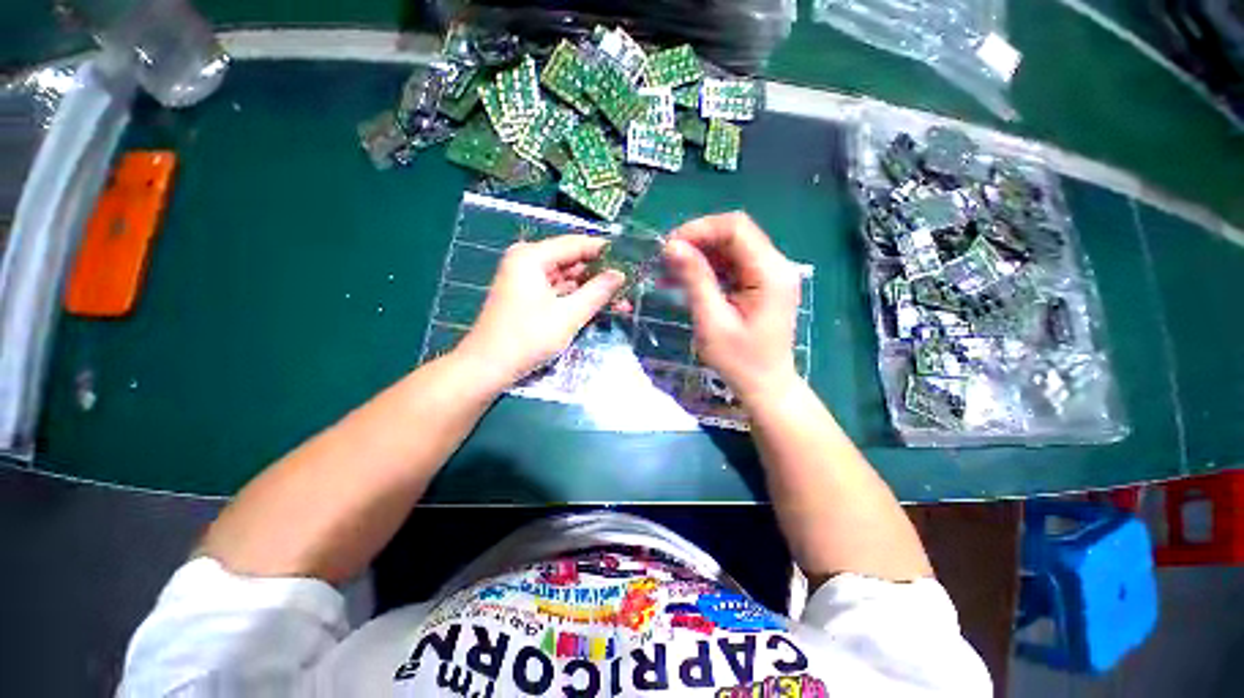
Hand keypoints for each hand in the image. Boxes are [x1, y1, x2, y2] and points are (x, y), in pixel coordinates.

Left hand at [454, 235, 624, 388]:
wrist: (488, 367)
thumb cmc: (528, 337)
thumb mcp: (569, 314)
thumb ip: (597, 291)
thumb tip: (620, 274)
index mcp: (531, 256)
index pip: (576, 244)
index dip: (605, 251)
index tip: (630, 260)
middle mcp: (527, 262)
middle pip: (571, 261)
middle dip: (599, 274)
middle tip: (628, 284)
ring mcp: (526, 280)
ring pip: (567, 278)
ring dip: (590, 289)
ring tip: (620, 299)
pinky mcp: (527, 297)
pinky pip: (558, 291)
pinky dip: (576, 298)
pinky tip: (598, 306)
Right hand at [665, 212, 802, 404]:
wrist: (766, 386)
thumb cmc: (740, 361)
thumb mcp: (712, 321)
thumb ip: (695, 280)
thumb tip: (672, 246)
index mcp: (770, 272)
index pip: (736, 228)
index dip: (700, 229)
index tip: (669, 246)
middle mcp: (776, 266)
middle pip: (734, 235)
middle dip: (697, 242)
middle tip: (666, 260)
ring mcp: (770, 275)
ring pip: (730, 249)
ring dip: (698, 256)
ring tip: (668, 272)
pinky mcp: (761, 285)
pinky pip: (731, 266)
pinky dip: (707, 270)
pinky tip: (683, 281)